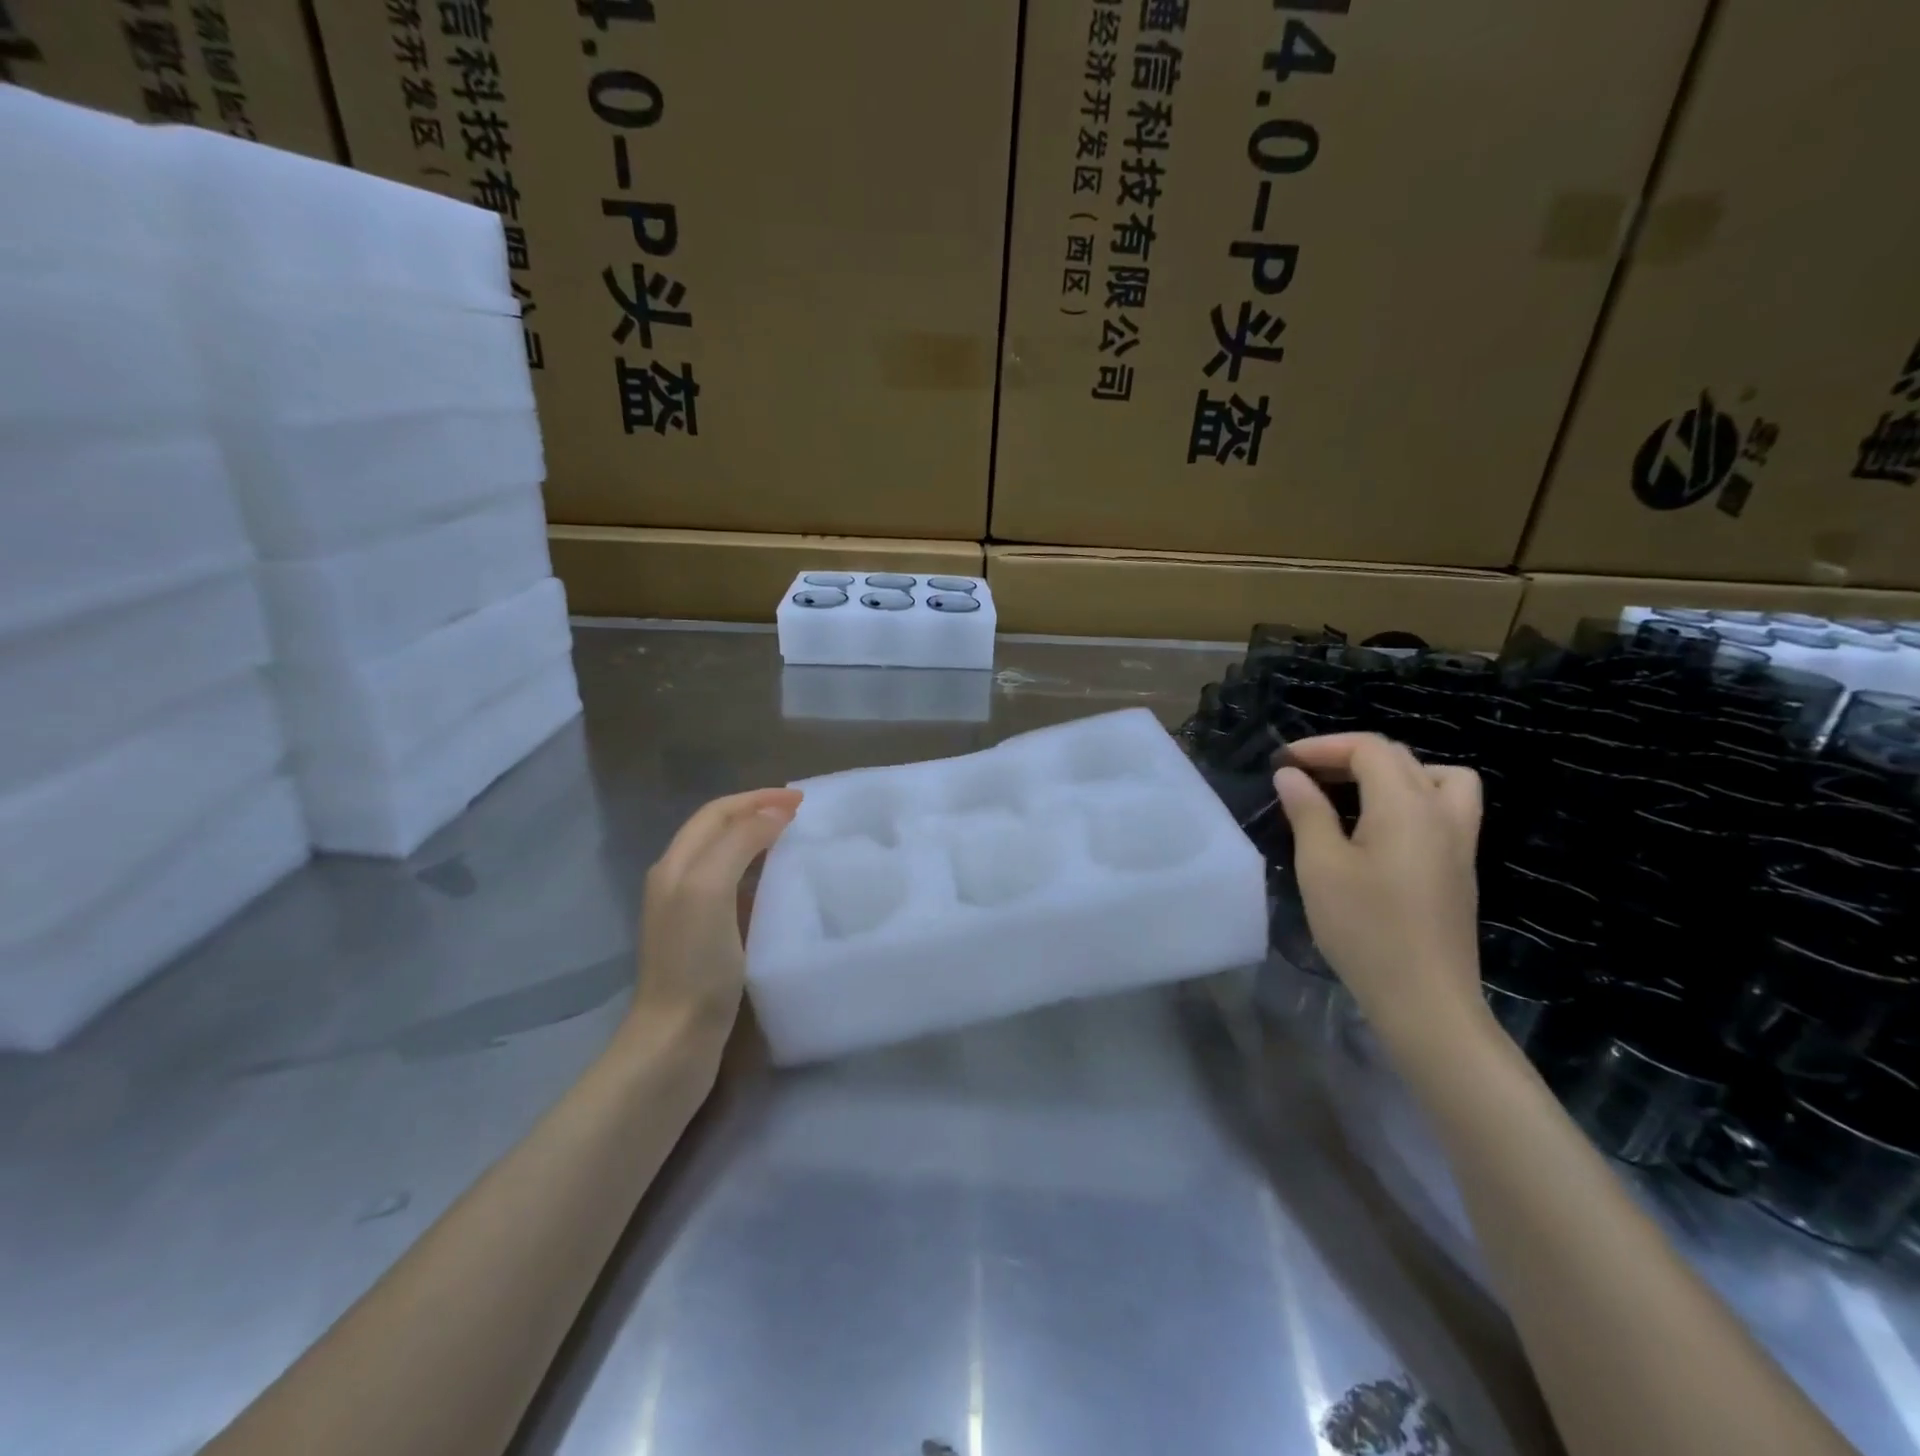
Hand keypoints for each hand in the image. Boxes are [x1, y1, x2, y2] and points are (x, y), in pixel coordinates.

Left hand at [624, 788, 802, 1050]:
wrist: (675, 1040)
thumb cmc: (694, 964)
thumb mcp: (710, 890)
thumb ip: (739, 843)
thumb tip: (774, 813)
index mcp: (676, 864)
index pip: (717, 813)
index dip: (757, 799)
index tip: (801, 801)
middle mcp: (678, 881)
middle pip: (719, 831)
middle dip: (758, 814)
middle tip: (802, 817)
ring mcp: (690, 912)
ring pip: (728, 860)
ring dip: (760, 843)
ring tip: (797, 844)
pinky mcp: (706, 940)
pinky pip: (736, 891)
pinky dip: (761, 877)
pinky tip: (783, 890)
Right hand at [1272, 734, 1483, 1042]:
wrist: (1425, 1000)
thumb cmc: (1365, 929)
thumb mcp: (1321, 866)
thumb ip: (1308, 812)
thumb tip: (1292, 776)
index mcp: (1407, 805)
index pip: (1369, 748)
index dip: (1323, 746)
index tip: (1284, 764)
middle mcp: (1442, 812)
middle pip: (1400, 758)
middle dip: (1348, 756)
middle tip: (1304, 776)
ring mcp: (1459, 841)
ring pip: (1437, 778)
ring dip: (1392, 773)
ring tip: (1353, 795)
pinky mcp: (1460, 868)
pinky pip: (1443, 808)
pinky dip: (1410, 799)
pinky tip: (1377, 832)